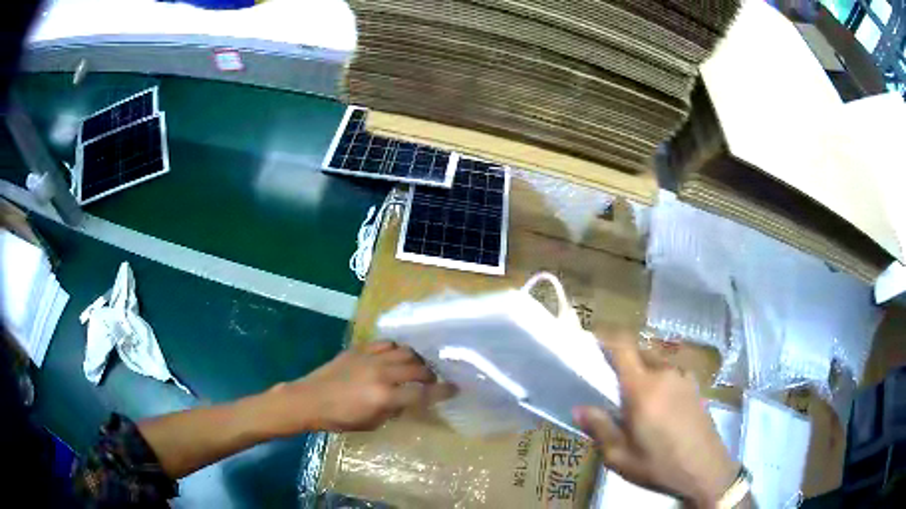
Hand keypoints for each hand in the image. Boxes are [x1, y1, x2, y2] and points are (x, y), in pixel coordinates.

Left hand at [268, 341, 454, 433]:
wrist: (310, 399)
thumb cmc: (340, 418)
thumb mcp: (371, 423)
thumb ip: (393, 411)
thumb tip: (407, 400)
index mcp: (385, 397)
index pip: (423, 393)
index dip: (443, 391)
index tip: (455, 389)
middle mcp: (382, 374)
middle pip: (418, 369)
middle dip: (431, 375)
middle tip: (433, 380)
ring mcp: (370, 358)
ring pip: (405, 352)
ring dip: (416, 360)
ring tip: (416, 367)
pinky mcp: (359, 349)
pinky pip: (386, 343)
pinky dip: (396, 349)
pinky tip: (395, 356)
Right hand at [573, 333, 738, 507]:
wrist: (705, 468)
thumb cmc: (659, 465)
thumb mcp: (620, 457)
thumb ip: (600, 428)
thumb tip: (579, 409)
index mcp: (642, 388)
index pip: (623, 346)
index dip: (607, 338)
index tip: (592, 342)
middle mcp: (664, 373)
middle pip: (639, 350)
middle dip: (623, 359)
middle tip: (612, 382)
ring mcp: (683, 377)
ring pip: (656, 361)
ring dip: (642, 370)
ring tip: (637, 398)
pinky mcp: (695, 386)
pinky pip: (671, 372)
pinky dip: (659, 378)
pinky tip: (660, 404)